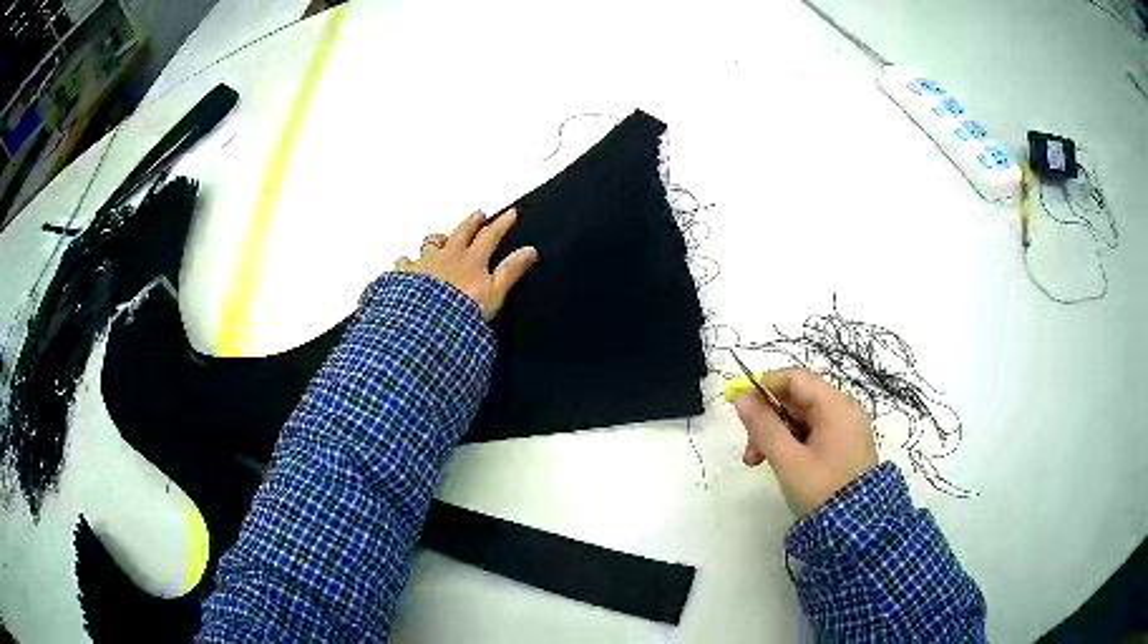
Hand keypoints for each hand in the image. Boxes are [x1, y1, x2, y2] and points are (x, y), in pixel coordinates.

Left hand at [395, 209, 537, 319]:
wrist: (426, 325)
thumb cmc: (462, 312)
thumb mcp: (494, 293)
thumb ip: (511, 271)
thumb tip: (530, 251)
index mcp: (471, 260)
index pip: (490, 236)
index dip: (501, 224)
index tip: (510, 213)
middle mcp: (447, 256)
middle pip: (461, 232)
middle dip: (472, 222)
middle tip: (478, 214)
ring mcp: (425, 264)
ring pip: (431, 243)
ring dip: (438, 238)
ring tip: (440, 237)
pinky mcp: (405, 277)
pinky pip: (404, 264)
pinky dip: (406, 262)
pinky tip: (404, 262)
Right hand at [733, 367, 877, 516]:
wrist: (856, 529)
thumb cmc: (822, 489)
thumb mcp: (788, 459)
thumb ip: (763, 426)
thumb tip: (741, 396)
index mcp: (835, 406)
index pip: (795, 378)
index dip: (764, 386)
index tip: (740, 407)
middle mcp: (844, 409)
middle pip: (797, 398)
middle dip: (768, 419)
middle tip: (749, 450)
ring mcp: (846, 428)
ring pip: (802, 417)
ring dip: (776, 434)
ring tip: (758, 462)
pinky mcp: (844, 445)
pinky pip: (813, 432)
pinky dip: (792, 442)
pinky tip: (780, 463)